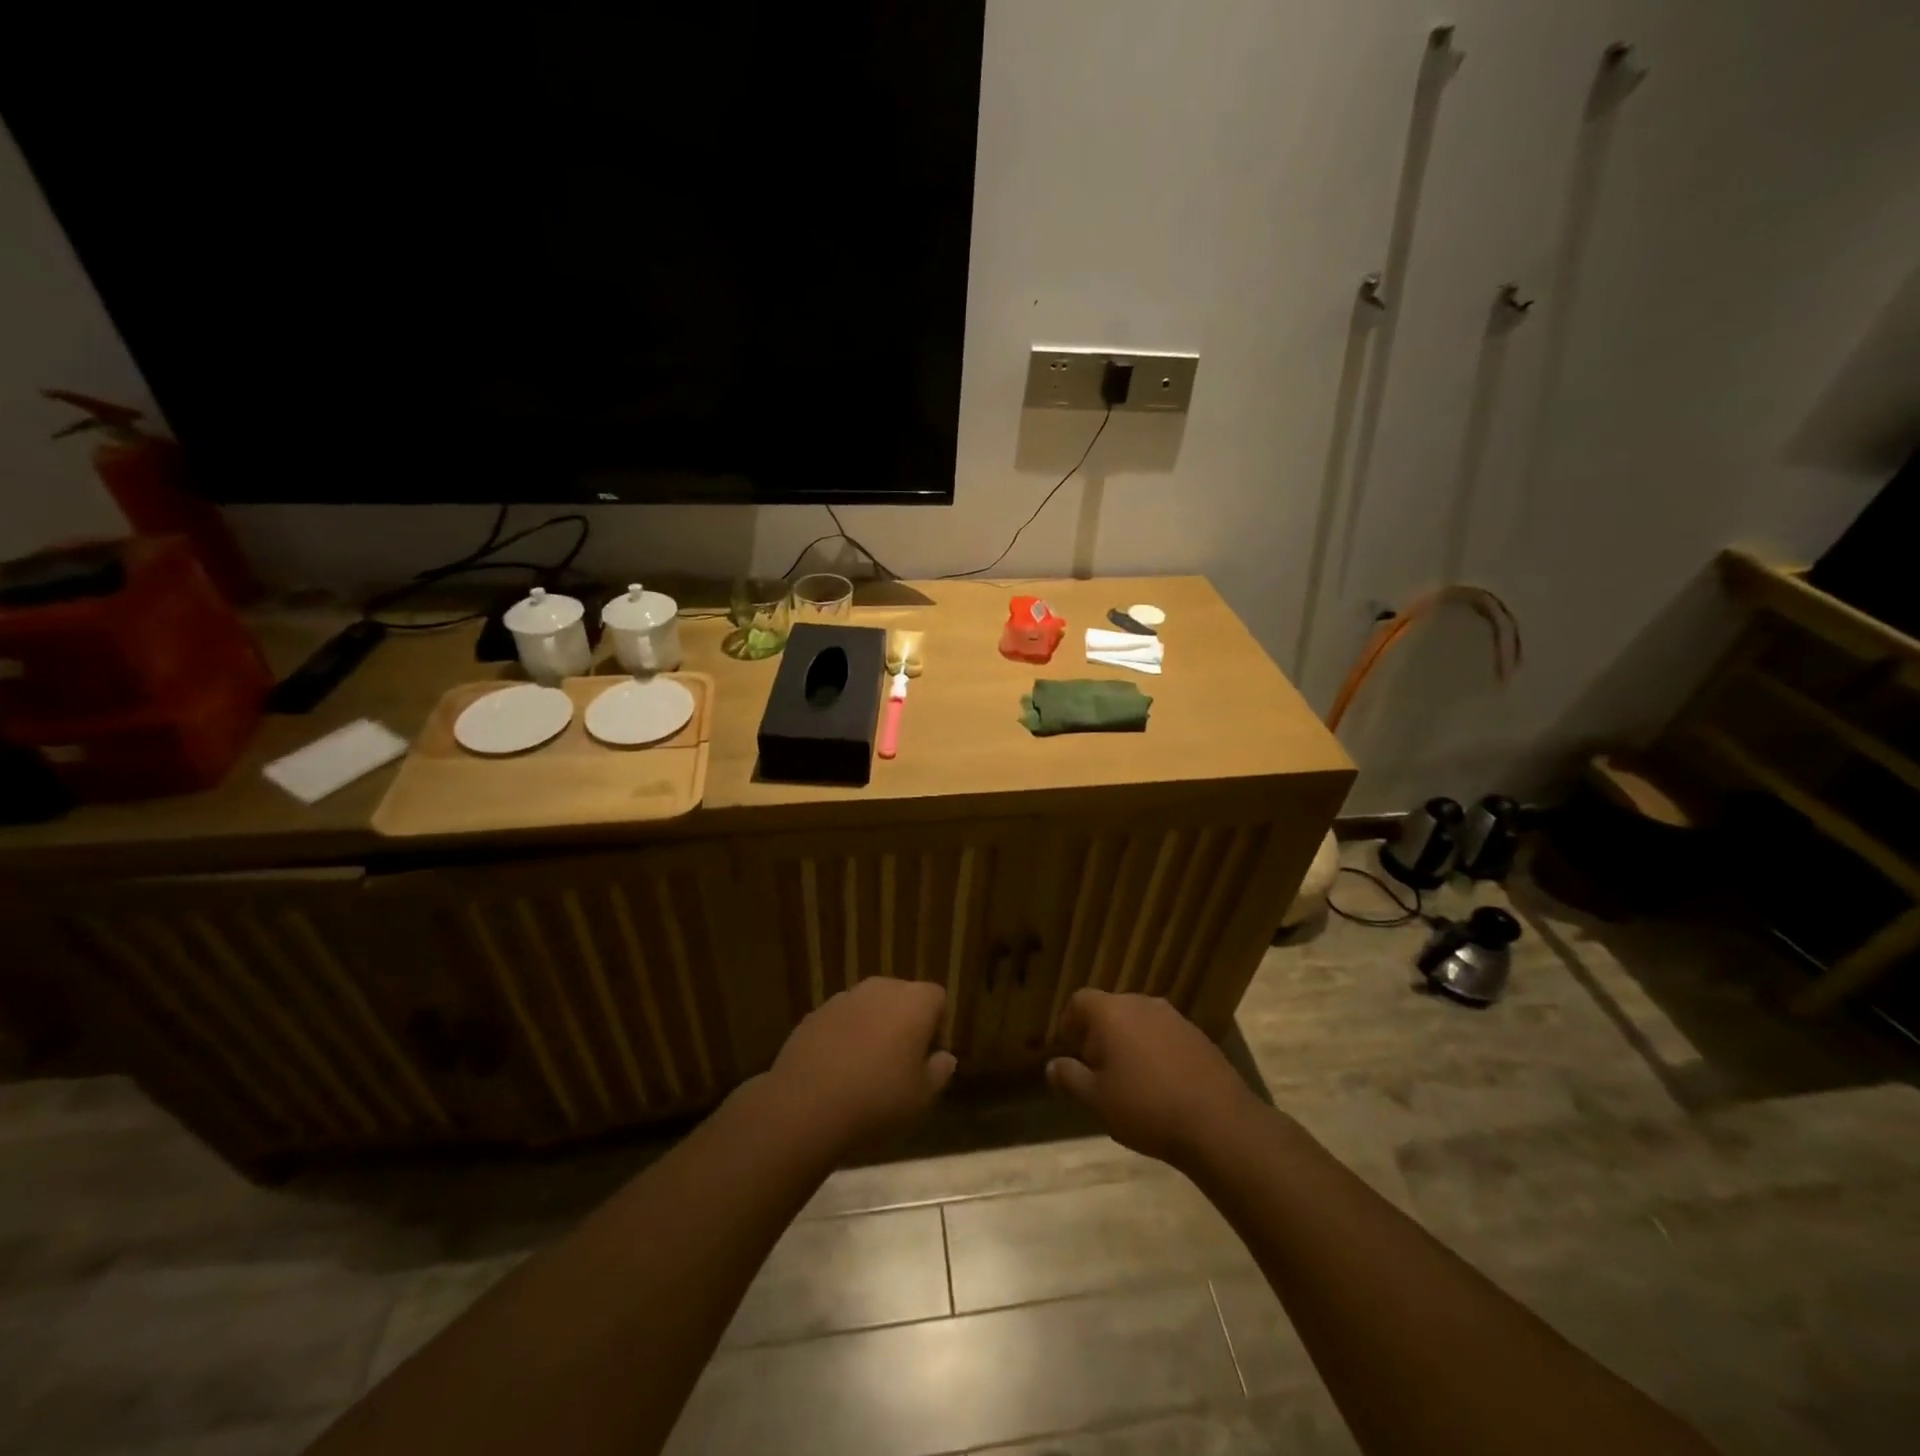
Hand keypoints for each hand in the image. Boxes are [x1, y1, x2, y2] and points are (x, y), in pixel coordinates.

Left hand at [766, 977, 956, 1156]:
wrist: (805, 1106)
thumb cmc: (877, 1100)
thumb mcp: (921, 1097)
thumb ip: (939, 1072)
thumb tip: (944, 1057)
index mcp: (914, 1002)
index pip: (937, 998)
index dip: (936, 1025)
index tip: (927, 1057)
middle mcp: (880, 989)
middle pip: (902, 997)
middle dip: (904, 1022)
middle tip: (899, 1063)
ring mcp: (844, 998)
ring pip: (870, 1007)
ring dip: (873, 1027)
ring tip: (865, 1068)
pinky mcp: (815, 1013)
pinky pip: (841, 1020)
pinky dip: (844, 1036)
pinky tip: (836, 1070)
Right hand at [1047, 989, 1258, 1167]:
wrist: (1219, 1123)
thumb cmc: (1146, 1107)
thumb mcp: (1097, 1099)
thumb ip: (1070, 1078)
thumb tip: (1051, 1065)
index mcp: (1111, 1012)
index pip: (1079, 1001)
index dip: (1069, 1023)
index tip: (1070, 1052)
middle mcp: (1142, 1004)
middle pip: (1110, 1009)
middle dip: (1099, 1035)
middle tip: (1097, 1071)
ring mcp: (1174, 1018)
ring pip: (1139, 1022)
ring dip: (1129, 1044)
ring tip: (1130, 1082)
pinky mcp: (1199, 1036)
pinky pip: (1165, 1036)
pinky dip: (1156, 1052)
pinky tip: (1161, 1087)